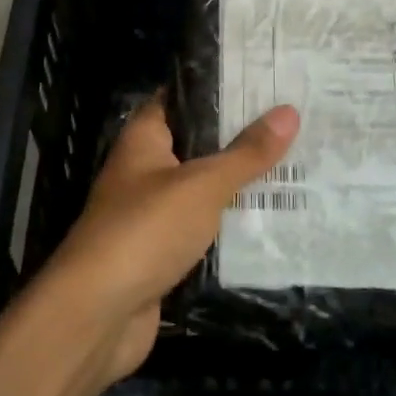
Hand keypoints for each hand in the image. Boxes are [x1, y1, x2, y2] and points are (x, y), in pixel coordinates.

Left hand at [37, 96, 299, 383]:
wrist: (98, 314)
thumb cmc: (146, 230)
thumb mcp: (202, 185)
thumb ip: (246, 153)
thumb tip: (289, 111)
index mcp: (144, 139)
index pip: (180, 98)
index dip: (218, 88)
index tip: (265, 81)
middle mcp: (144, 170)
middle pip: (196, 144)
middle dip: (240, 138)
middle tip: (296, 125)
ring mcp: (151, 214)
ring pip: (202, 190)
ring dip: (239, 184)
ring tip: (297, 168)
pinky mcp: (161, 254)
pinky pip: (202, 230)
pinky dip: (230, 227)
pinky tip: (272, 221)